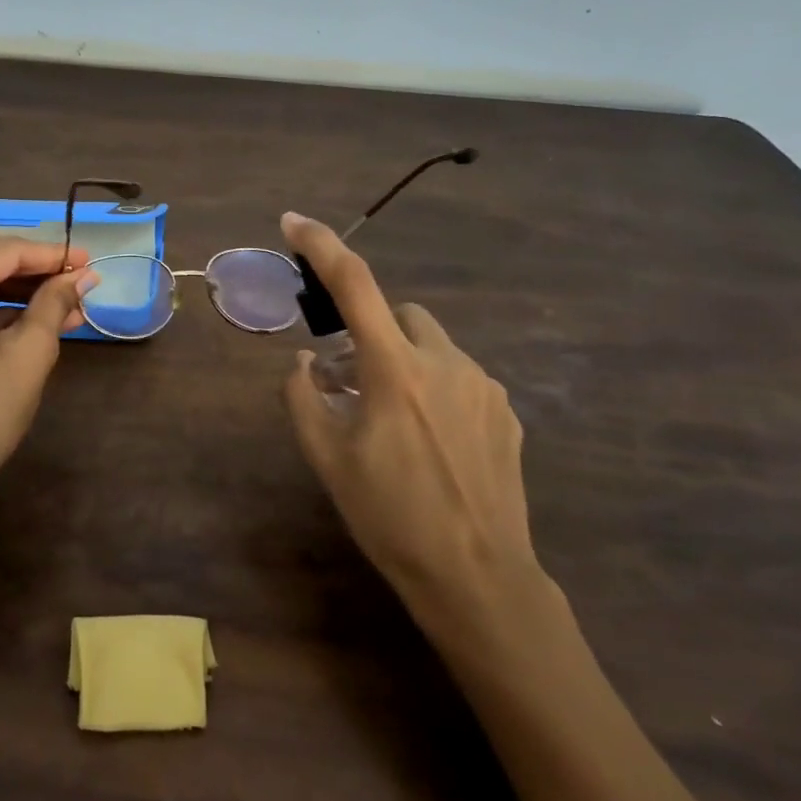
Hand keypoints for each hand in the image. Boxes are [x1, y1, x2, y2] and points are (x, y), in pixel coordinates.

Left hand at [0, 232, 96, 510]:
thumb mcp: (28, 355)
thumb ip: (54, 304)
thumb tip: (83, 277)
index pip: (3, 251)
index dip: (51, 254)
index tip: (89, 261)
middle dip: (35, 265)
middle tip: (79, 277)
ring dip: (20, 285)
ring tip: (68, 300)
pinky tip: (40, 316)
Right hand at [279, 212, 546, 638]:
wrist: (478, 578)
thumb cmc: (390, 517)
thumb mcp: (327, 460)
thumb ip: (303, 398)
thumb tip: (303, 362)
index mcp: (395, 370)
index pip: (355, 286)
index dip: (323, 246)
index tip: (294, 221)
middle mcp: (445, 362)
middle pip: (400, 313)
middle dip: (372, 331)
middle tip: (353, 380)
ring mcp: (484, 386)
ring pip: (432, 345)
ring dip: (404, 361)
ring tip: (395, 420)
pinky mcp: (506, 412)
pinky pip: (461, 376)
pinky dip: (436, 387)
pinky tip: (433, 442)